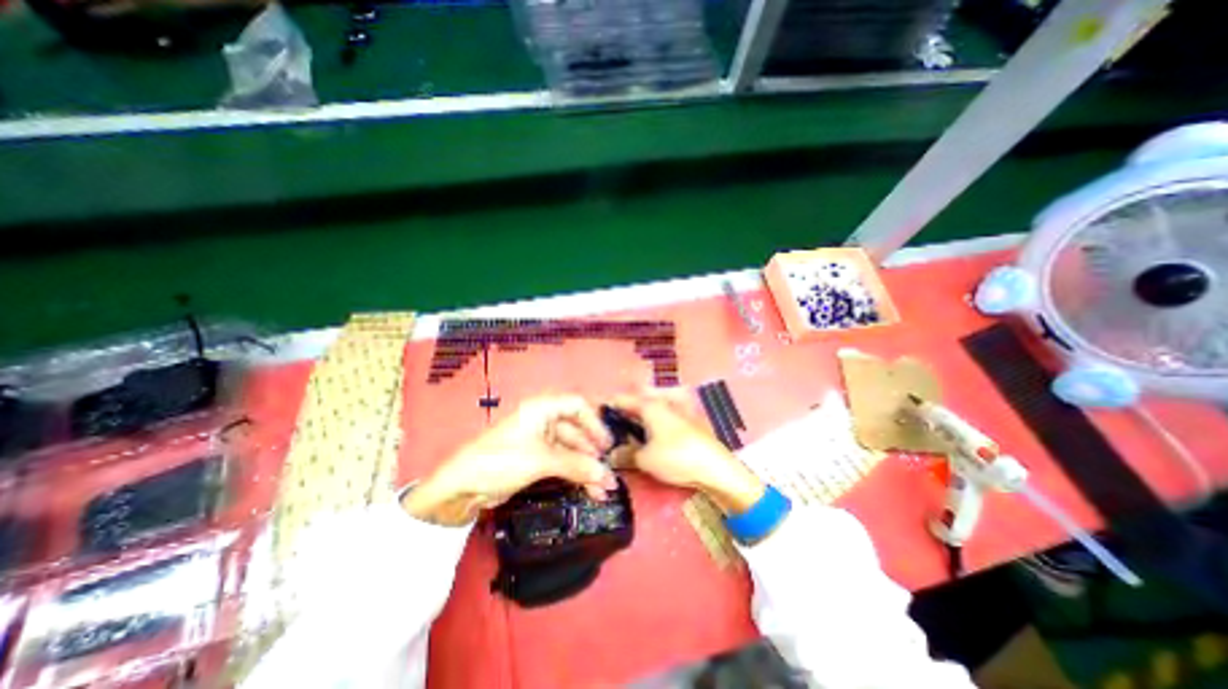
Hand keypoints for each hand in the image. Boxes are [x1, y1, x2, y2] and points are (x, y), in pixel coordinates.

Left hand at [400, 393, 613, 526]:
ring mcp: (540, 441)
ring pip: (571, 450)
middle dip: (593, 453)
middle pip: (577, 431)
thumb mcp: (540, 461)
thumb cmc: (500, 460)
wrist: (460, 488)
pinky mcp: (536, 460)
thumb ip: (576, 466)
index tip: (607, 445)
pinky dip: (575, 475)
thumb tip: (607, 477)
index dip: (595, 422)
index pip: (577, 406)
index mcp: (542, 408)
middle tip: (609, 474)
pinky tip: (589, 490)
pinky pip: (562, 463)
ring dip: (587, 468)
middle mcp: (543, 420)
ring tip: (604, 488)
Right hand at [608, 389, 765, 515]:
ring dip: (636, 421)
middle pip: (636, 403)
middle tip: (609, 431)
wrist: (716, 468)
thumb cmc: (676, 457)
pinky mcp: (685, 422)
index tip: (594, 418)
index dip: (607, 407)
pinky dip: (649, 426)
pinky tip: (645, 440)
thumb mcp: (645, 459)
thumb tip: (612, 455)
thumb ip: (625, 454)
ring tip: (624, 437)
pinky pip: (660, 419)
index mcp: (650, 405)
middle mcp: (662, 402)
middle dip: (621, 414)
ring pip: (648, 411)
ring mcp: (676, 411)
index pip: (621, 399)